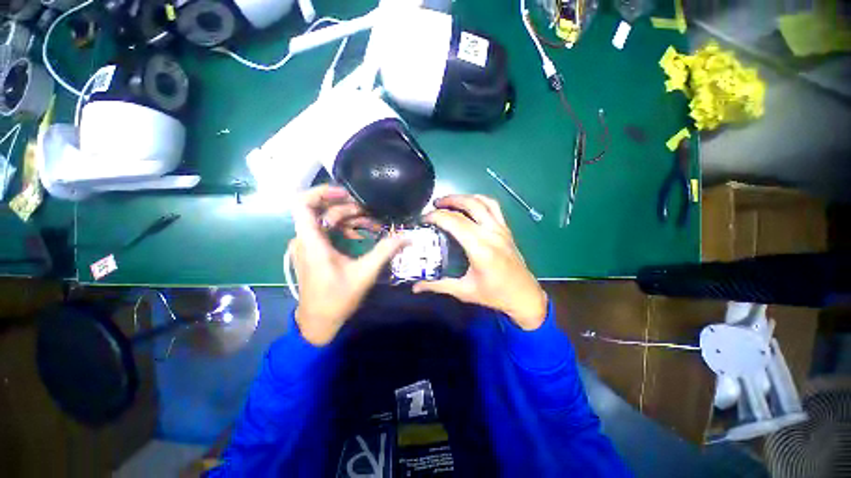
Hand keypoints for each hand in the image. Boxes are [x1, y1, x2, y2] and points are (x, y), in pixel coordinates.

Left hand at [288, 185, 405, 345]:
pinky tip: (361, 235)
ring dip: (350, 220)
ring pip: (327, 222)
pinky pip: (327, 232)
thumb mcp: (364, 273)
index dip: (322, 192)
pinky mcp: (313, 252)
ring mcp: (307, 246)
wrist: (318, 322)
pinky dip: (344, 230)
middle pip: (323, 211)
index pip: (303, 204)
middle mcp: (304, 239)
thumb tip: (406, 236)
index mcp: (311, 242)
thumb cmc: (337, 299)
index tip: (347, 193)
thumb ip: (385, 251)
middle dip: (349, 209)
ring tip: (373, 224)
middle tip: (372, 212)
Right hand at [413, 195, 547, 329]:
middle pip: (468, 206)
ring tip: (449, 200)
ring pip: (482, 202)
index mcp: (480, 248)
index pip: (455, 222)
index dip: (436, 216)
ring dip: (464, 197)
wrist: (524, 296)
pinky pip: (494, 207)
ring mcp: (501, 229)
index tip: (423, 219)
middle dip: (448, 201)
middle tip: (434, 205)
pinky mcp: (506, 229)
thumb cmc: (494, 295)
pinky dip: (480, 200)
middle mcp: (491, 233)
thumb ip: (438, 286)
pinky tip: (471, 203)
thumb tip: (416, 287)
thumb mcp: (464, 291)